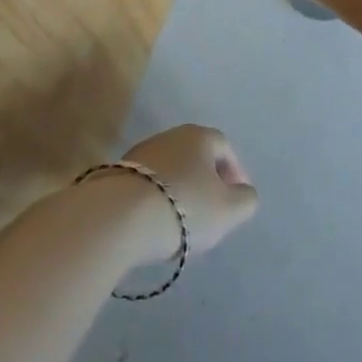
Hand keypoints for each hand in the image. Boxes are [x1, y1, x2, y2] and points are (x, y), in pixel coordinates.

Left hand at [115, 123, 258, 260]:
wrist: (117, 218)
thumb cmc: (184, 207)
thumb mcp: (229, 210)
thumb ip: (246, 200)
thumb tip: (243, 193)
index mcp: (199, 136)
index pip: (225, 148)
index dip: (235, 172)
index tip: (236, 198)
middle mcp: (169, 136)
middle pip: (195, 158)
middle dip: (206, 182)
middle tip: (211, 211)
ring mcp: (138, 154)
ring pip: (170, 171)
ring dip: (179, 192)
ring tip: (181, 222)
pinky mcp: (114, 175)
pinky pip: (146, 186)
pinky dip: (156, 200)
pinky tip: (154, 224)